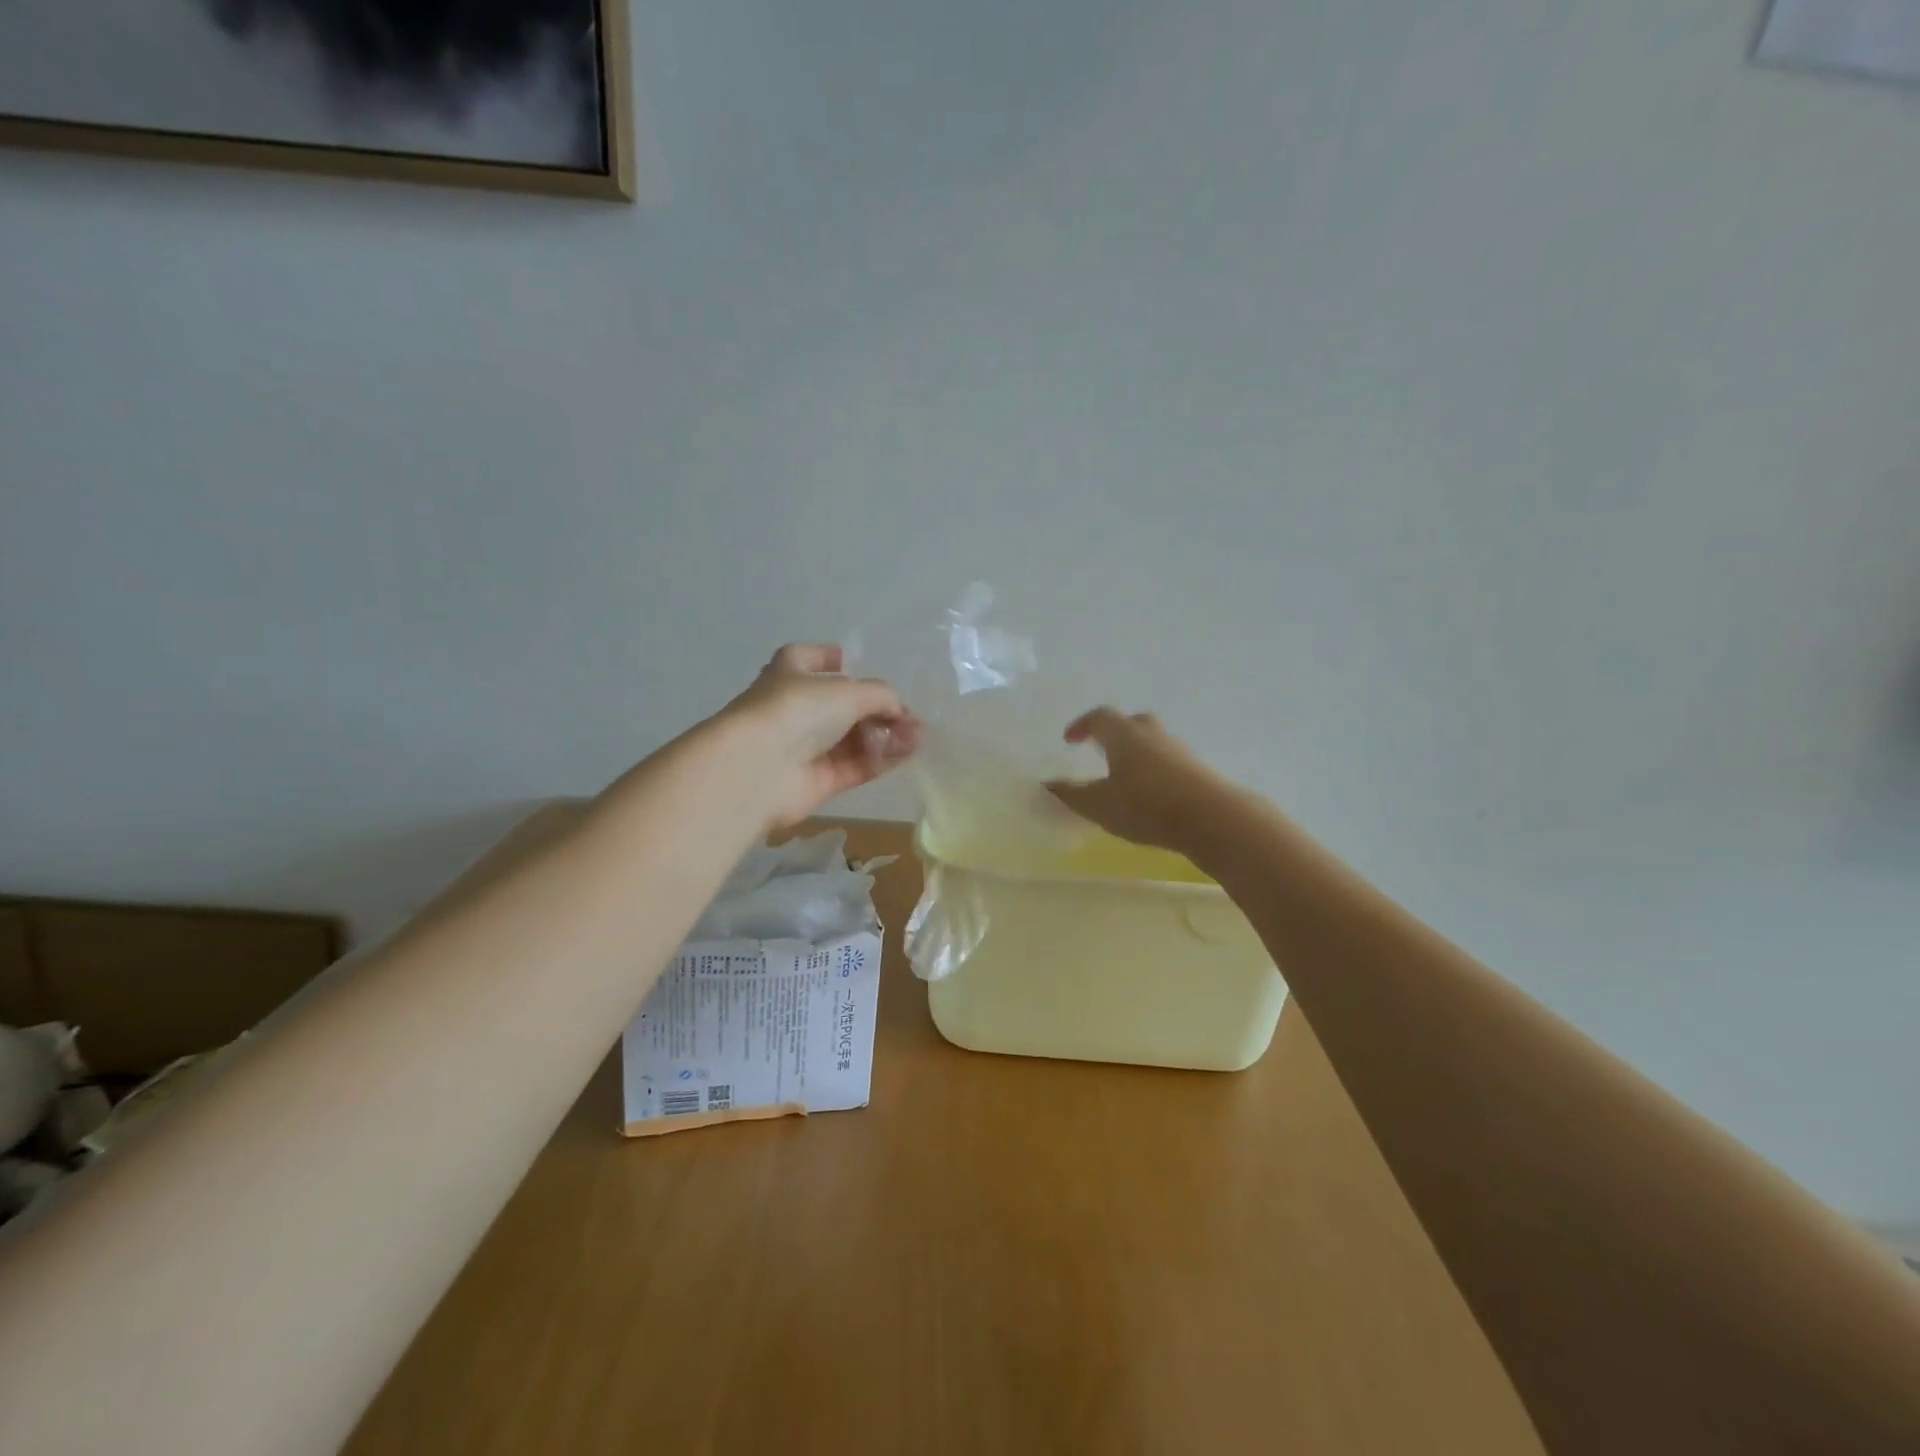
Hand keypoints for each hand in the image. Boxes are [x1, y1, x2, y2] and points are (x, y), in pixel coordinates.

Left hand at [719, 644, 922, 830]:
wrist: (759, 768)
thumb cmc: (797, 710)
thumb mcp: (848, 690)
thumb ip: (881, 696)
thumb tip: (899, 712)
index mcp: (790, 672)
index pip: (808, 658)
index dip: (829, 658)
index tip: (851, 661)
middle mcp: (796, 708)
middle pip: (843, 704)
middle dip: (879, 709)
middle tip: (910, 717)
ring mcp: (806, 747)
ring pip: (853, 738)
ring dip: (887, 735)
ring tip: (918, 736)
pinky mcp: (818, 780)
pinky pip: (856, 766)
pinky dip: (881, 759)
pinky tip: (908, 752)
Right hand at [1046, 708, 1235, 856]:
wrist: (1211, 818)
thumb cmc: (1145, 806)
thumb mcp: (1098, 805)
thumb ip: (1070, 794)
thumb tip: (1046, 784)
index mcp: (1124, 735)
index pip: (1099, 717)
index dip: (1082, 725)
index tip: (1069, 740)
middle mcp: (1152, 734)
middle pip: (1131, 722)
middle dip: (1114, 733)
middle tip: (1101, 750)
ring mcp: (1179, 750)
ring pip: (1153, 741)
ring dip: (1136, 751)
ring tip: (1124, 776)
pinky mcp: (1197, 769)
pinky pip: (1168, 760)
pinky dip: (1154, 769)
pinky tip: (1150, 793)